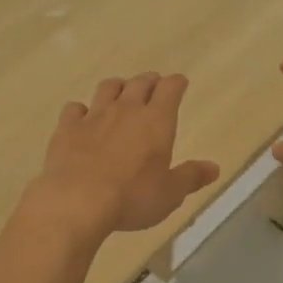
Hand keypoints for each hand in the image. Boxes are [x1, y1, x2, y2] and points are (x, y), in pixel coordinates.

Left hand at [26, 73, 219, 242]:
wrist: (77, 201)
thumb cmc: (132, 197)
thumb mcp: (170, 194)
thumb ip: (191, 177)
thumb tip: (214, 167)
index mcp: (156, 121)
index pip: (170, 89)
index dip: (176, 83)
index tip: (180, 83)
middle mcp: (126, 110)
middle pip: (140, 83)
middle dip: (150, 81)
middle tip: (153, 85)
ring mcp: (94, 116)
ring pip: (108, 88)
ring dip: (118, 87)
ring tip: (121, 93)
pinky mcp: (67, 127)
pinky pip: (75, 108)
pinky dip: (81, 110)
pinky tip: (82, 117)